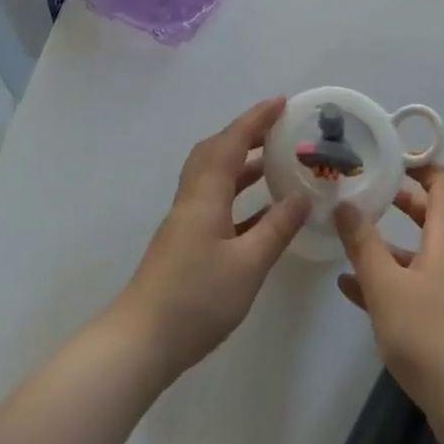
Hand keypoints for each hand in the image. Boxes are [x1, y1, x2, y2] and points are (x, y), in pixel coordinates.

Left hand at [114, 97, 309, 381]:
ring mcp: (186, 220)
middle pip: (217, 150)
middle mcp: (193, 197)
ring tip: (275, 162)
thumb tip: (302, 195)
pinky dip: (237, 194)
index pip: (233, 142)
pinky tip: (261, 211)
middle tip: (278, 129)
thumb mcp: (248, 265)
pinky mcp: (185, 242)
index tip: (282, 102)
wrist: (141, 342)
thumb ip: (276, 228)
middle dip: (247, 134)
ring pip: (214, 175)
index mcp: (206, 194)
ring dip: (242, 162)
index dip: (256, 119)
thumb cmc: (196, 299)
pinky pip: (215, 200)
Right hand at [335, 164, 443, 420]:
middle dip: (399, 201)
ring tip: (349, 236)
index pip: (443, 185)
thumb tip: (346, 203)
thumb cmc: (431, 336)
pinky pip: (414, 288)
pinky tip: (351, 288)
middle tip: (367, 189)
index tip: (391, 156)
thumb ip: (363, 243)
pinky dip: (388, 281)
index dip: (421, 165)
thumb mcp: (386, 286)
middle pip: (430, 217)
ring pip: (418, 255)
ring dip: (387, 244)